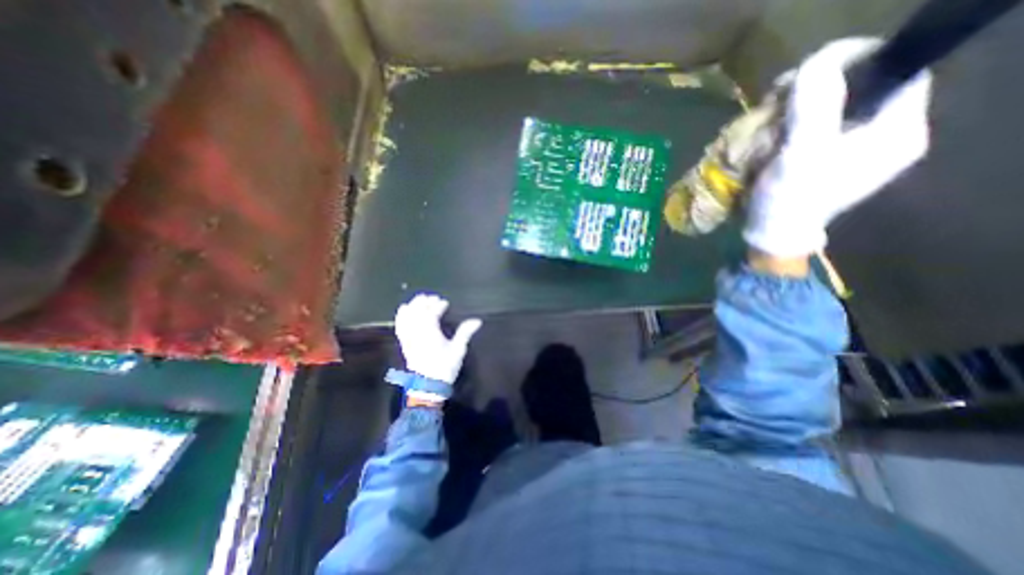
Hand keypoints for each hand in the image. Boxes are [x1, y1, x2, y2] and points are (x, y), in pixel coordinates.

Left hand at [395, 294, 485, 382]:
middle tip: (432, 298)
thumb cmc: (444, 367)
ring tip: (419, 300)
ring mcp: (409, 338)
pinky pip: (400, 325)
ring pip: (407, 317)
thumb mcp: (458, 350)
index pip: (432, 313)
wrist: (427, 386)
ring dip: (413, 306)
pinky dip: (401, 316)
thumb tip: (477, 321)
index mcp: (430, 333)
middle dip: (424, 302)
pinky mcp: (404, 343)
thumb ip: (465, 333)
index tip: (445, 303)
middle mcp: (417, 332)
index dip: (438, 305)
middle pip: (417, 312)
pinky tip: (404, 310)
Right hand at [746, 37, 933, 254]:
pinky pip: (822, 129)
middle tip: (782, 99)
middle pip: (864, 90)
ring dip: (803, 108)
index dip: (857, 63)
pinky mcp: (833, 162)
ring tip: (773, 118)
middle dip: (821, 89)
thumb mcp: (803, 151)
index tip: (810, 73)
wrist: (773, 235)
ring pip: (838, 110)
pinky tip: (777, 134)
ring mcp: (859, 151)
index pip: (896, 72)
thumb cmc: (790, 198)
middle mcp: (887, 137)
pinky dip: (798, 126)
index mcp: (898, 132)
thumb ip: (816, 104)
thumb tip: (819, 60)